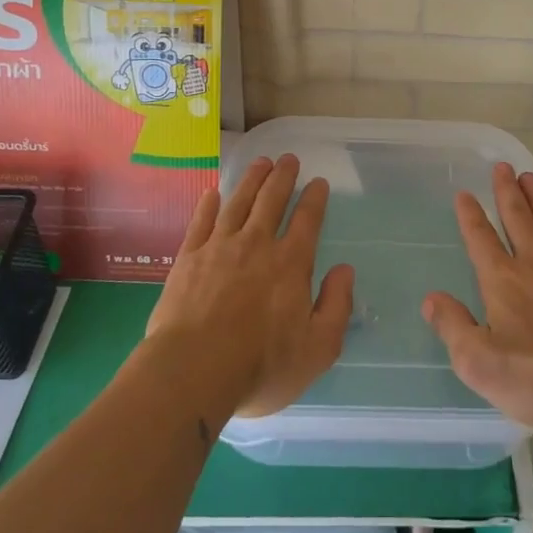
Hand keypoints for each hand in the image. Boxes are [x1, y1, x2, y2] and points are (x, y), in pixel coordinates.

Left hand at [148, 154, 354, 418]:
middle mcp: (256, 245)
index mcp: (291, 264)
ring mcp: (218, 248)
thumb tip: (345, 271)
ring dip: (251, 180)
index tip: (319, 182)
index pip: (307, 221)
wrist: (191, 373)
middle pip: (271, 201)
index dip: (315, 198)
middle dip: (283, 177)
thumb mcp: (317, 349)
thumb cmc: (260, 367)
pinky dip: (209, 204)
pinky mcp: (188, 259)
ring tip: (260, 163)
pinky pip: (201, 222)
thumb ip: (336, 306)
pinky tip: (213, 193)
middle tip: (288, 159)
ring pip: (238, 203)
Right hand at [423, 163, 532, 430]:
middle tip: (502, 166)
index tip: (465, 194)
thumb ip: (453, 327)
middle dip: (506, 191)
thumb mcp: (480, 363)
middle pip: (518, 218)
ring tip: (530, 177)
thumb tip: (431, 299)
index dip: (471, 216)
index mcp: (502, 280)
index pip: (481, 239)